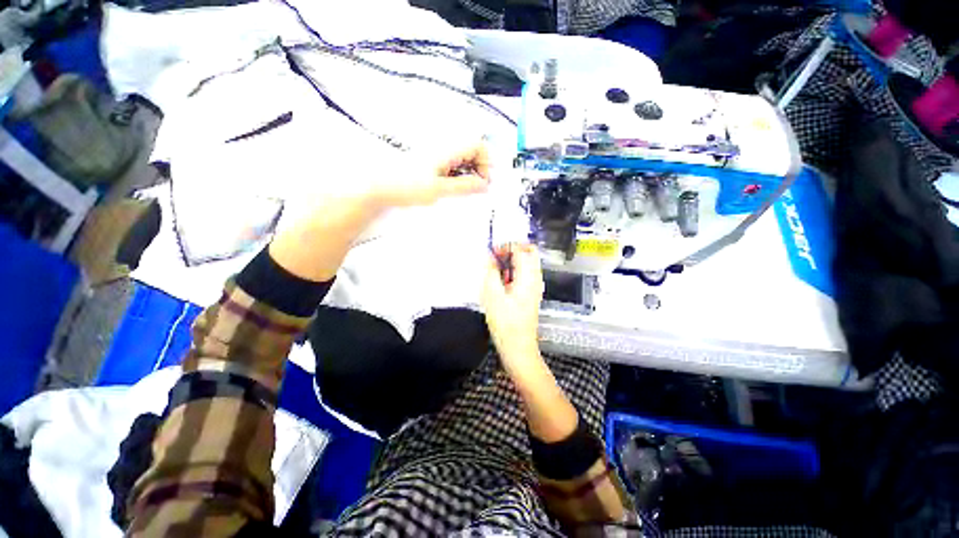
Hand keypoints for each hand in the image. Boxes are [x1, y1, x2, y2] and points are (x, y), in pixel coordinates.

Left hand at [372, 143, 490, 207]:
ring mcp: (437, 154)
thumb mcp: (439, 190)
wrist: (379, 186)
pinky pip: (453, 164)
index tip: (481, 183)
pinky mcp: (431, 161)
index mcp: (447, 149)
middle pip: (472, 150)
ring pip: (463, 158)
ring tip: (463, 190)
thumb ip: (464, 186)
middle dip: (479, 169)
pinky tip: (452, 187)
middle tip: (475, 189)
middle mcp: (444, 147)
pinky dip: (458, 175)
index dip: (485, 163)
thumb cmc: (408, 187)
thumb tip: (485, 186)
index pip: (478, 145)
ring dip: (469, 174)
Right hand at [482, 243, 544, 374]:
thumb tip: (489, 258)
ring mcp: (535, 286)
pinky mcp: (531, 293)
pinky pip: (524, 274)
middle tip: (496, 257)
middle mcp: (535, 279)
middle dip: (512, 250)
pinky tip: (502, 282)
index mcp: (528, 277)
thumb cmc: (507, 325)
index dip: (506, 246)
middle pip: (529, 252)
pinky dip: (513, 271)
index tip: (493, 253)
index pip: (521, 249)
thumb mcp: (493, 296)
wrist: (518, 347)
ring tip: (497, 271)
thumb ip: (490, 273)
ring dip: (512, 261)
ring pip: (527, 262)